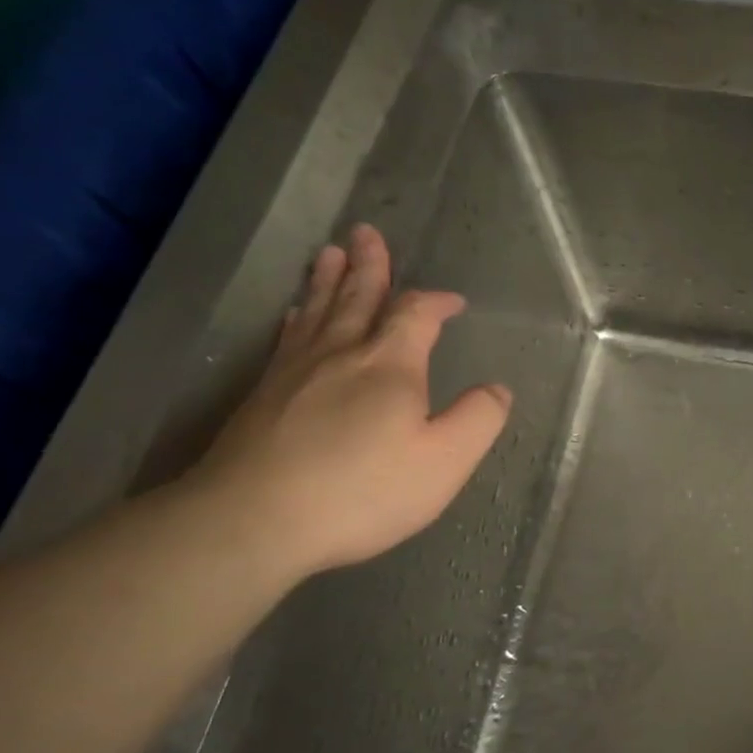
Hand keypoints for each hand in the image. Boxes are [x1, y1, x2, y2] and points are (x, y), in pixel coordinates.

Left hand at [189, 223, 510, 578]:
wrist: (254, 520)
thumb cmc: (363, 491)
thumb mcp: (444, 462)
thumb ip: (478, 420)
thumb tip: (497, 389)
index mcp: (390, 366)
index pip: (415, 315)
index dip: (436, 302)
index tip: (453, 302)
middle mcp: (341, 354)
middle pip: (357, 298)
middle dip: (369, 266)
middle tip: (366, 232)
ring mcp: (295, 372)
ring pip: (318, 312)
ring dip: (329, 281)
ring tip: (331, 253)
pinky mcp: (264, 395)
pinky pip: (287, 339)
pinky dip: (298, 318)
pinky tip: (295, 315)